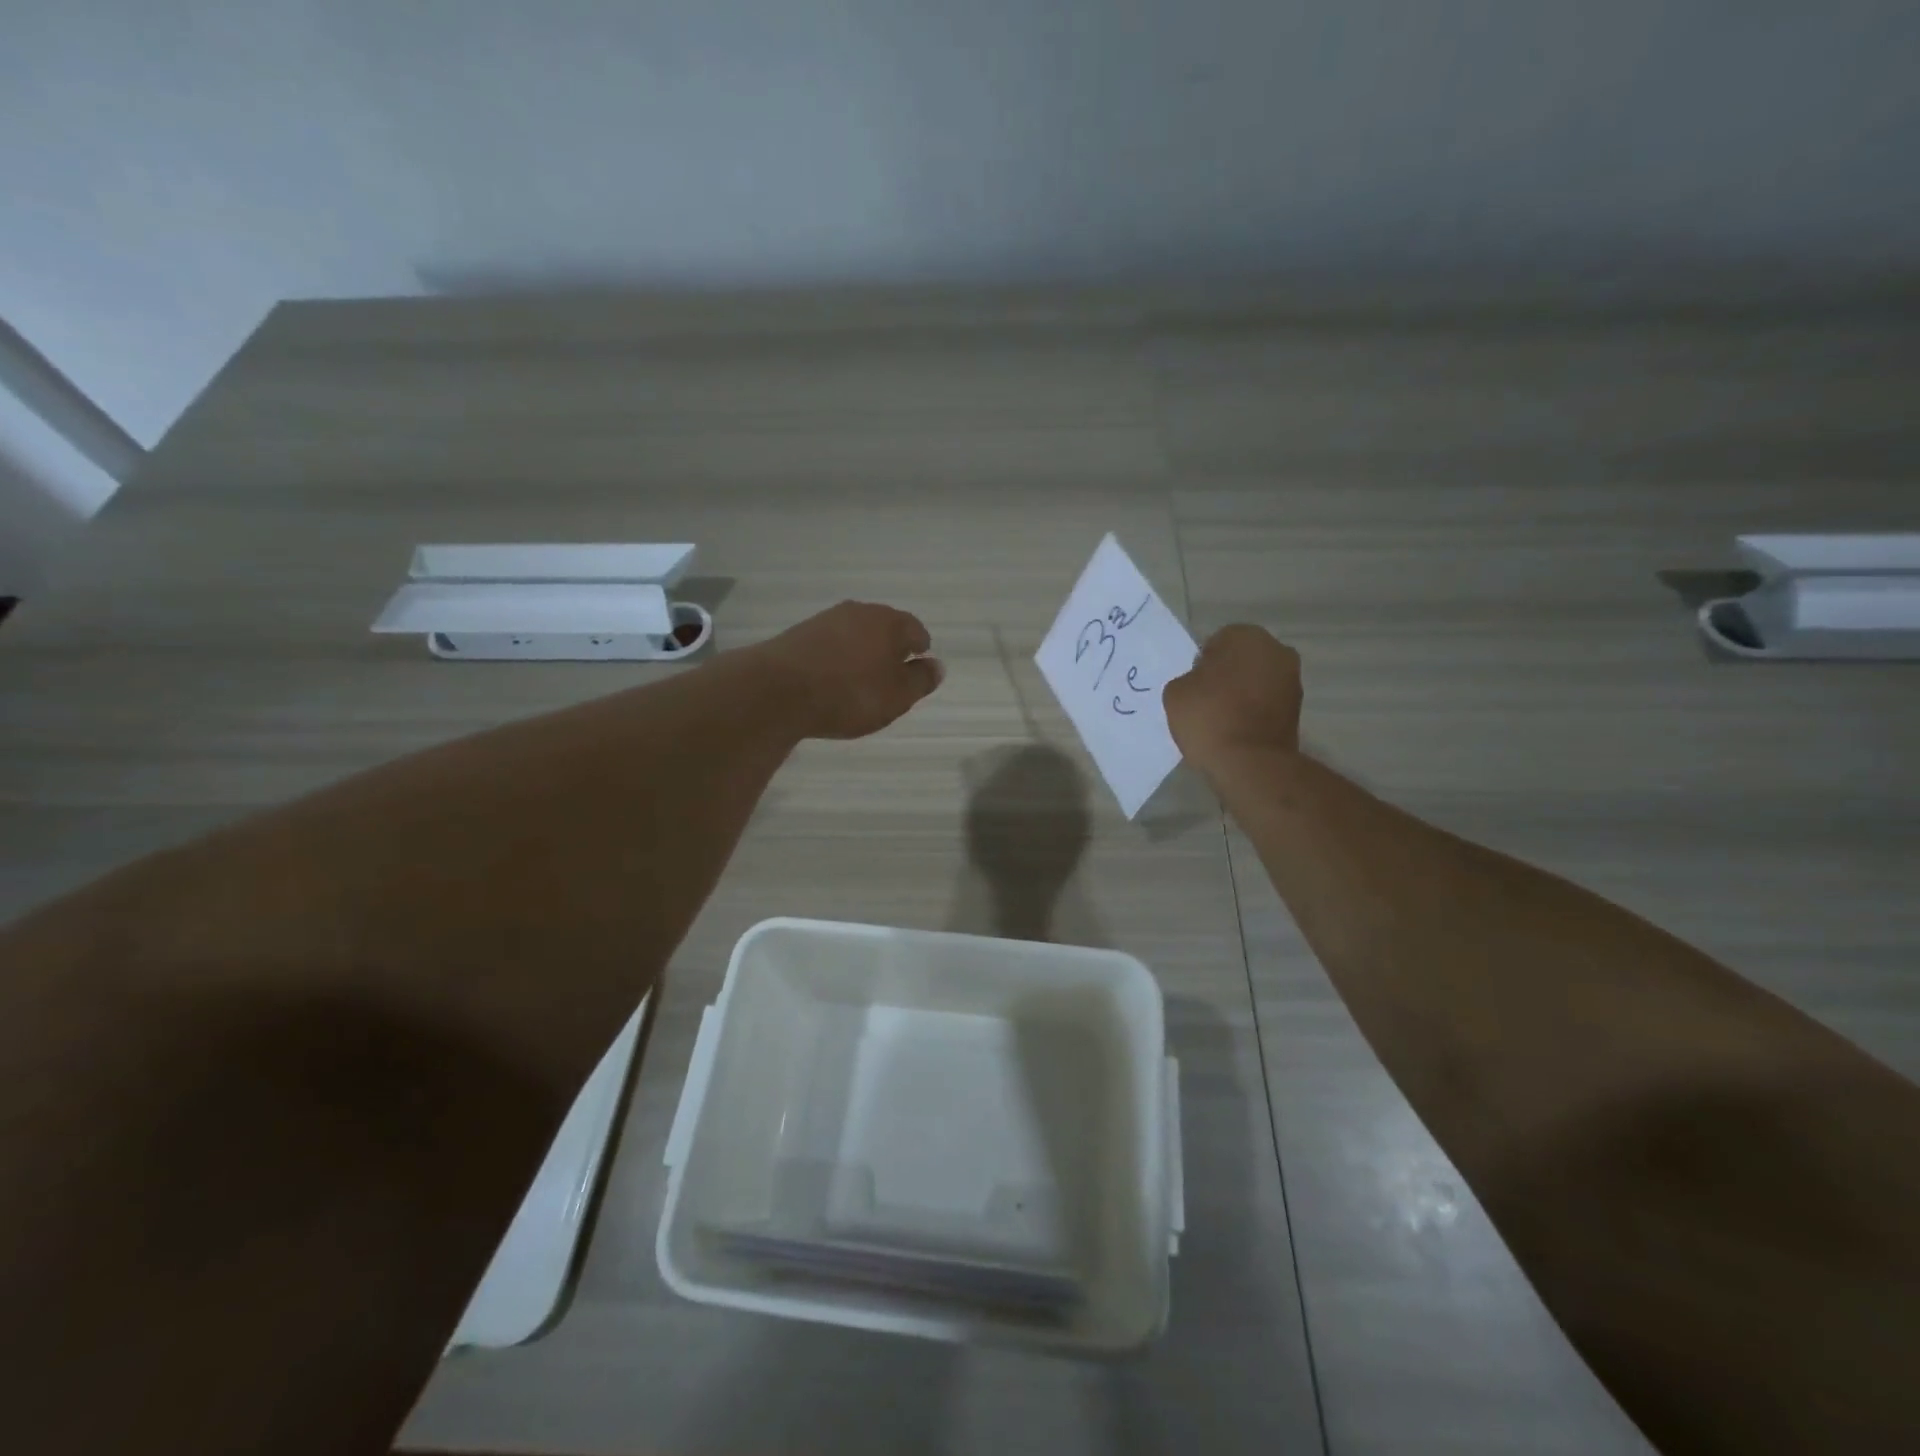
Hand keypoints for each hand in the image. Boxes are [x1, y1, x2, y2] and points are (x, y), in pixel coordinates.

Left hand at [757, 601, 943, 739]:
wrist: (777, 690)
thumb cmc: (850, 694)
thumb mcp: (897, 696)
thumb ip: (920, 681)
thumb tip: (937, 665)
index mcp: (889, 622)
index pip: (916, 630)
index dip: (920, 651)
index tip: (916, 671)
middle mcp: (859, 612)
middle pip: (884, 628)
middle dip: (890, 649)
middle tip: (890, 678)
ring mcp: (825, 620)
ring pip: (855, 634)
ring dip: (861, 653)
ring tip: (860, 681)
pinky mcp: (799, 634)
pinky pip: (830, 644)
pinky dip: (836, 659)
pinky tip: (831, 680)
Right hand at [1163, 624, 1302, 769]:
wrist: (1249, 762)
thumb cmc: (1208, 717)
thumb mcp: (1175, 692)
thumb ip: (1189, 678)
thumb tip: (1203, 683)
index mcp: (1246, 635)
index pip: (1216, 642)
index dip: (1202, 665)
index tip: (1194, 688)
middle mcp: (1276, 650)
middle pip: (1241, 659)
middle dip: (1227, 674)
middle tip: (1207, 701)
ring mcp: (1292, 680)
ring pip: (1257, 680)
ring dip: (1243, 693)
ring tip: (1223, 719)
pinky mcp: (1298, 709)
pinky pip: (1267, 702)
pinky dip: (1255, 711)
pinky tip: (1238, 730)